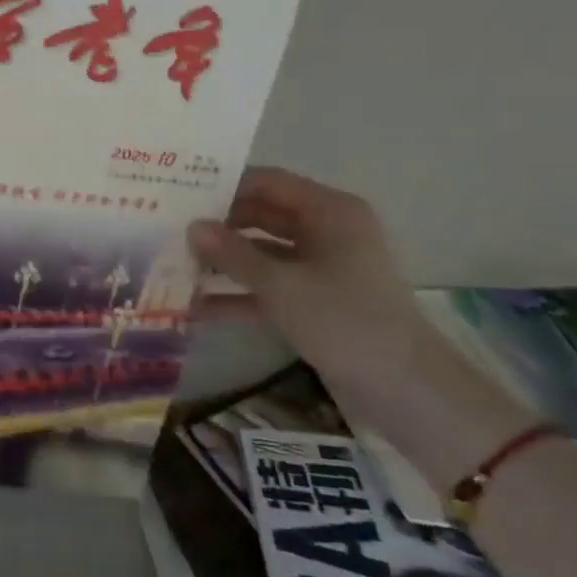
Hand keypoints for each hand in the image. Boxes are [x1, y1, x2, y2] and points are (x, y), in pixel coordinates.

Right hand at [187, 167, 429, 391]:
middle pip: (262, 216)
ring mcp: (321, 269)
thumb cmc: (345, 321)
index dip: (224, 185)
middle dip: (218, 226)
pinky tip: (196, 307)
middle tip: (169, 229)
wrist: (408, 393)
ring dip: (223, 262)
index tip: (180, 193)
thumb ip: (232, 253)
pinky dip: (239, 295)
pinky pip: (269, 288)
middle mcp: (326, 232)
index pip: (268, 182)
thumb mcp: (280, 285)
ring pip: (262, 254)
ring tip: (173, 265)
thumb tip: (191, 226)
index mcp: (329, 211)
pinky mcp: (316, 303)